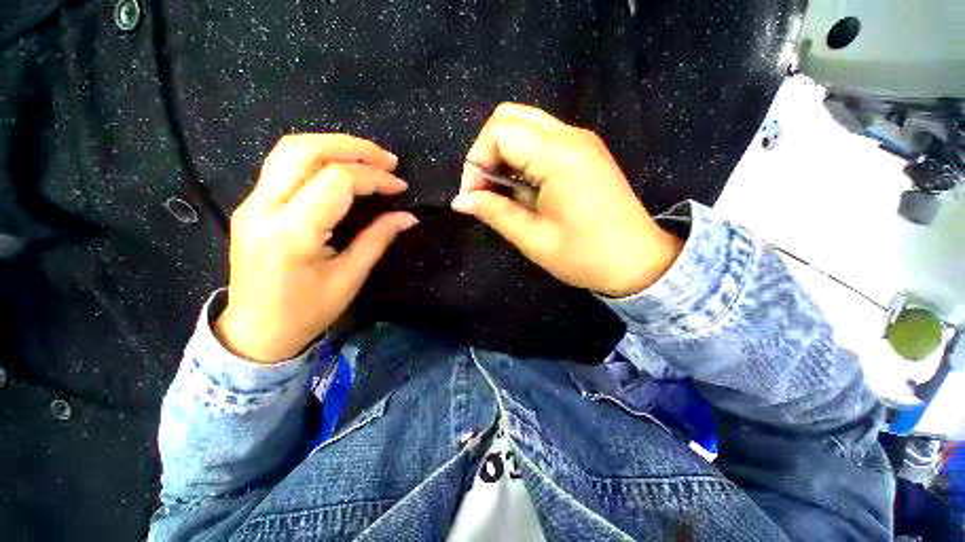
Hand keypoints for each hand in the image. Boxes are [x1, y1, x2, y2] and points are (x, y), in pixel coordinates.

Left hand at [215, 134, 417, 362]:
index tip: (400, 187)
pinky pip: (284, 165)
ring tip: (369, 158)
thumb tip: (407, 216)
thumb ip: (378, 239)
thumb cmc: (307, 312)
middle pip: (305, 150)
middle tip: (387, 160)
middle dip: (353, 148)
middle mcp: (264, 208)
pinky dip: (318, 157)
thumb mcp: (350, 278)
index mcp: (292, 233)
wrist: (255, 331)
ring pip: (290, 149)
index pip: (336, 182)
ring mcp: (252, 203)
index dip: (374, 178)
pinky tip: (342, 168)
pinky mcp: (252, 204)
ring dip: (334, 146)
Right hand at [451, 103, 682, 297]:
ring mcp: (580, 141)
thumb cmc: (585, 256)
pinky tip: (522, 188)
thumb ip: (494, 212)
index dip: (476, 163)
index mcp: (559, 156)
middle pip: (510, 117)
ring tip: (501, 191)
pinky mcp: (584, 152)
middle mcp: (571, 136)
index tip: (472, 197)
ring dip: (503, 154)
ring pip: (525, 125)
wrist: (638, 262)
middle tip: (484, 189)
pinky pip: (541, 140)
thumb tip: (460, 200)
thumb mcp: (533, 239)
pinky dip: (521, 157)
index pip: (499, 133)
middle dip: (486, 151)